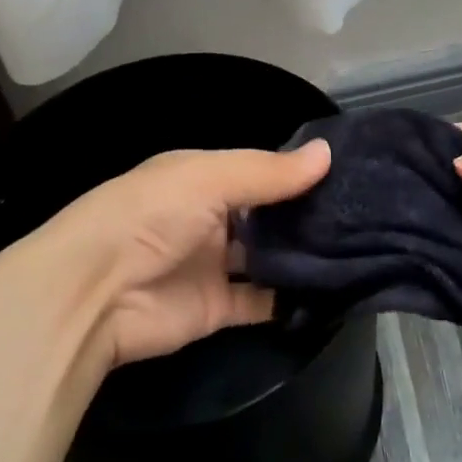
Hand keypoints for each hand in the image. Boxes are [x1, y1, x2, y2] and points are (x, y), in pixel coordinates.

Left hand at [20, 140, 331, 367]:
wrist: (94, 293)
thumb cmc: (150, 215)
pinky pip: (264, 300)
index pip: (261, 170)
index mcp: (203, 177)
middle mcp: (212, 217)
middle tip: (367, 214)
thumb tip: (327, 154)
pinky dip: (292, 298)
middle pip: (269, 214)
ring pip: (271, 257)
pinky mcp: (220, 307)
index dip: (299, 172)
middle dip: (309, 215)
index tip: (350, 172)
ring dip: (305, 255)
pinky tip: (332, 289)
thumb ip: (268, 172)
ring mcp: (216, 264)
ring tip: (361, 249)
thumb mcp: (208, 178)